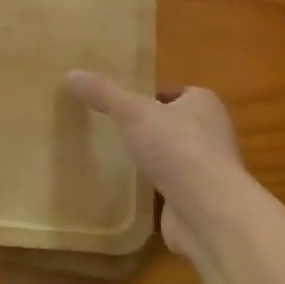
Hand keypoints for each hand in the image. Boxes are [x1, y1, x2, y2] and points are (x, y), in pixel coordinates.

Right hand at [67, 71, 244, 258]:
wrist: (206, 210)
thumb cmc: (175, 147)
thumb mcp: (132, 111)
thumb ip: (104, 93)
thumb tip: (72, 73)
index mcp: (204, 103)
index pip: (176, 93)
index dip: (151, 96)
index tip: (124, 104)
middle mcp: (212, 133)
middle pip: (175, 124)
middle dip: (151, 128)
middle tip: (117, 129)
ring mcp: (208, 170)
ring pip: (175, 156)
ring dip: (155, 159)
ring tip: (121, 158)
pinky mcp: (201, 200)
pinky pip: (174, 187)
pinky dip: (157, 188)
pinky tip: (133, 190)